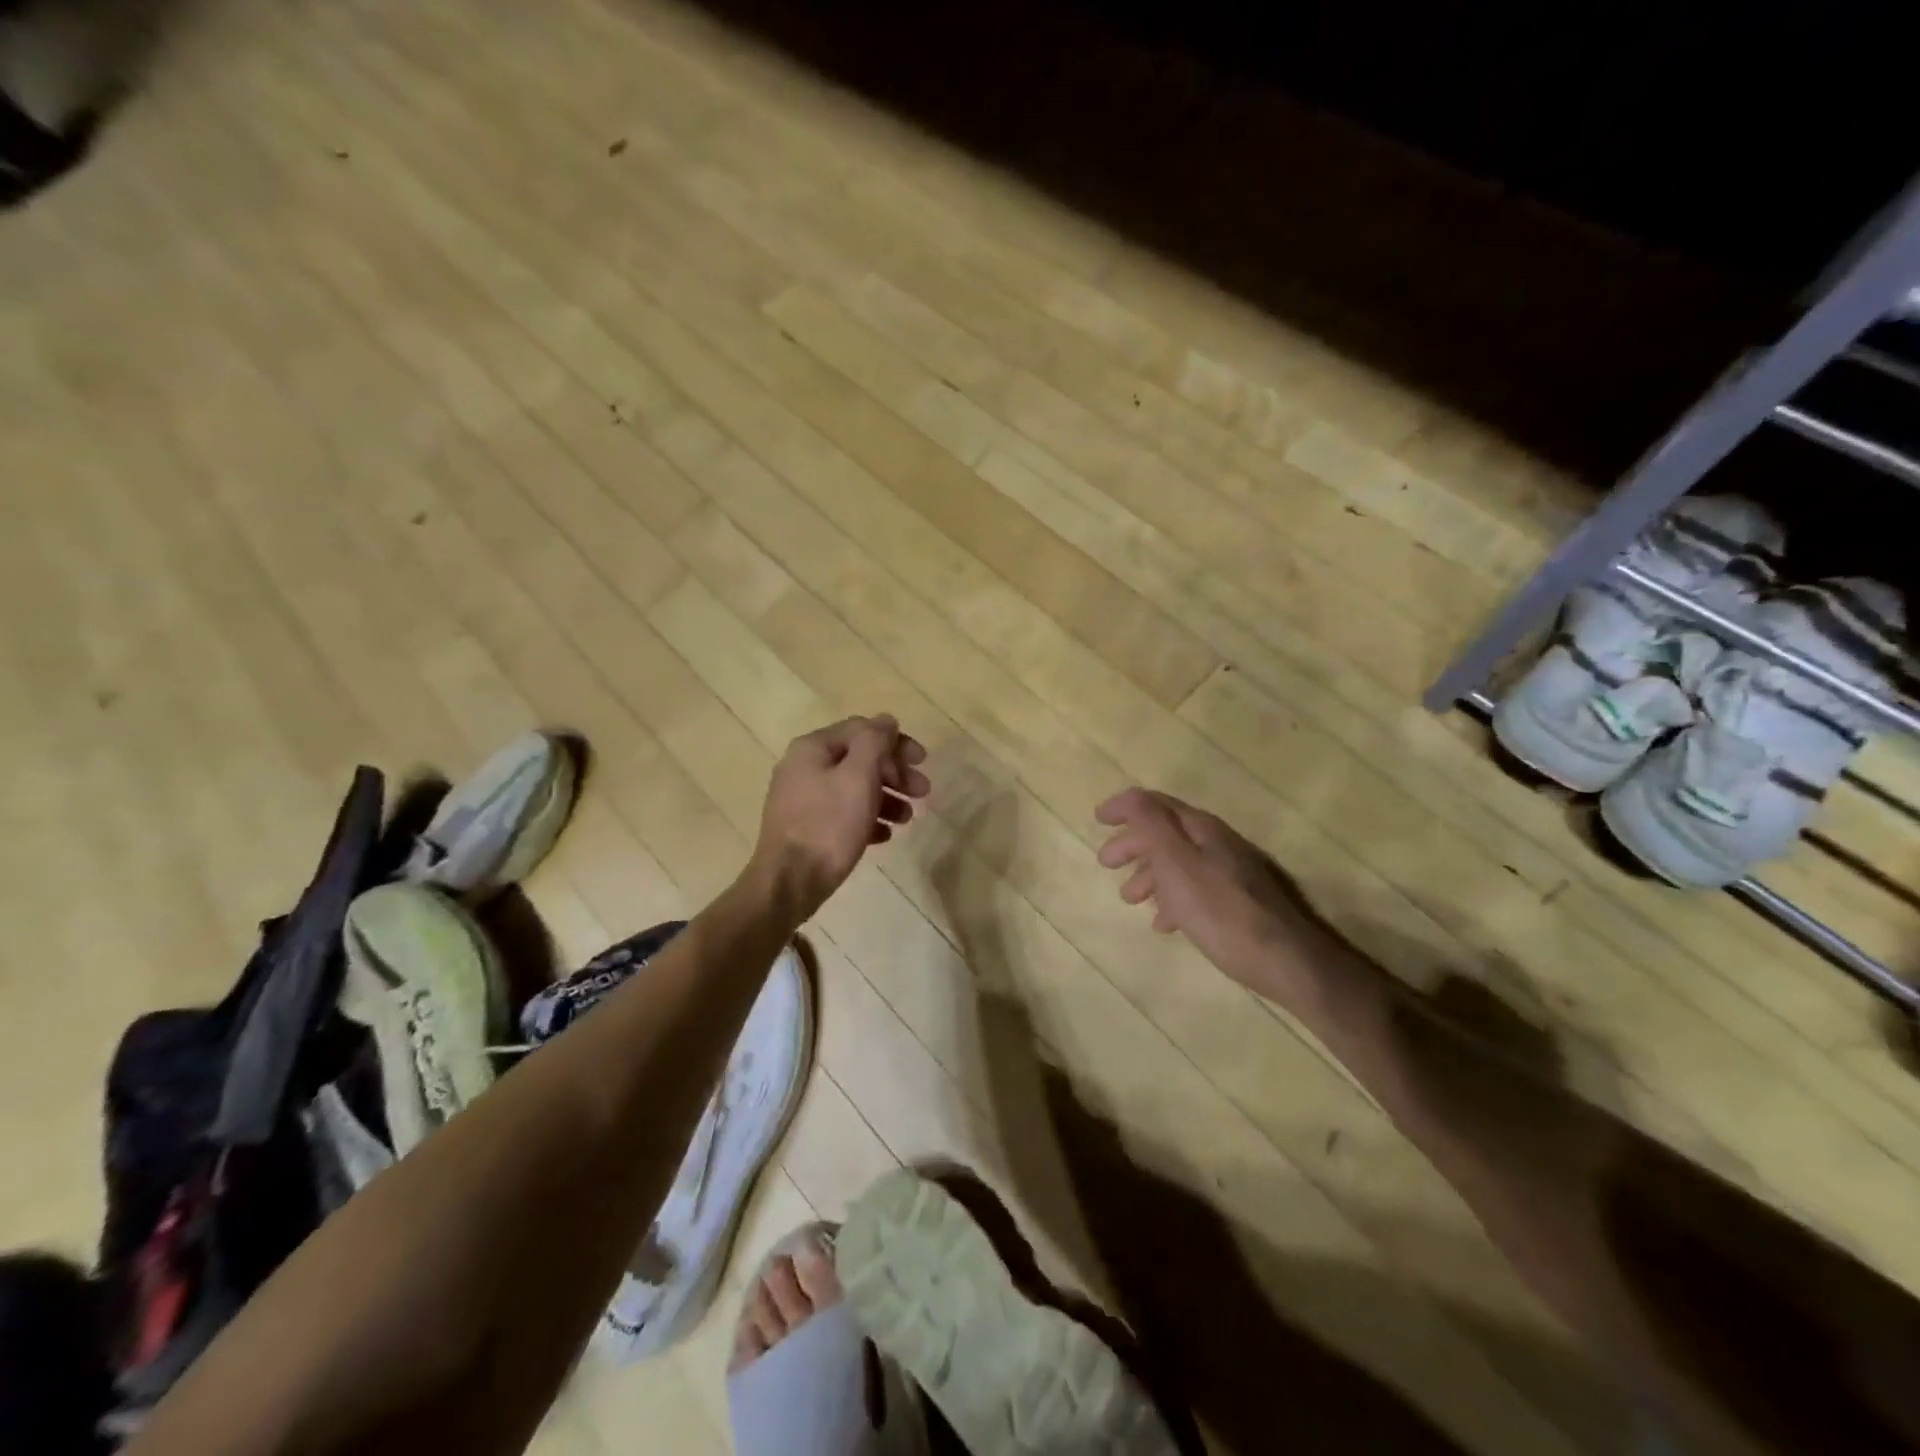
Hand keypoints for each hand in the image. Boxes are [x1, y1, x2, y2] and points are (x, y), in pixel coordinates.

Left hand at [749, 715, 929, 923]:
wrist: (789, 883)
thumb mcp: (858, 776)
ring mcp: (802, 799)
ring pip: (853, 788)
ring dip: (886, 797)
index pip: (862, 730)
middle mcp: (803, 767)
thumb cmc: (828, 825)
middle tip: (922, 792)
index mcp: (813, 748)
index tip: (922, 761)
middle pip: (858, 759)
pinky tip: (884, 835)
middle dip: (894, 773)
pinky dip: (867, 818)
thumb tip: (886, 720)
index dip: (896, 742)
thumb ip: (874, 742)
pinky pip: (842, 814)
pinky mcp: (805, 828)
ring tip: (907, 819)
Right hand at [1095, 787, 1313, 991]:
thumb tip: (1130, 797)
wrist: (1283, 959)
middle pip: (1166, 833)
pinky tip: (1164, 922)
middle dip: (1133, 845)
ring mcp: (1230, 873)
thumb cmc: (1219, 909)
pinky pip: (1194, 890)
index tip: (1098, 819)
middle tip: (1106, 863)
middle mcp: (1217, 843)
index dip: (1124, 808)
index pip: (1155, 804)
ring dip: (1149, 875)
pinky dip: (1172, 899)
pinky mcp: (1237, 902)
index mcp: (1201, 828)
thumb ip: (1151, 825)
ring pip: (1179, 863)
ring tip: (1129, 898)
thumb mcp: (1176, 861)